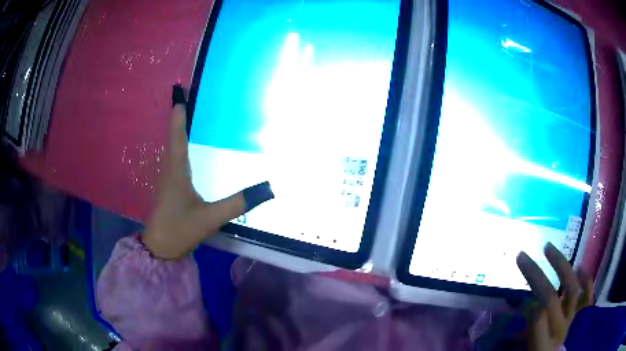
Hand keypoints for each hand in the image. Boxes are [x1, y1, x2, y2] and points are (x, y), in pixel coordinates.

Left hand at [142, 101, 247, 259]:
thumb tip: (268, 189)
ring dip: (179, 130)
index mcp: (176, 171)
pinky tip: (188, 147)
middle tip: (189, 98)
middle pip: (173, 136)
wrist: (160, 248)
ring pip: (172, 147)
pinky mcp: (168, 187)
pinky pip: (174, 158)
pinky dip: (179, 145)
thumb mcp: (210, 217)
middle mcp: (169, 169)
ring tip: (190, 115)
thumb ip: (238, 203)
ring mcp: (167, 178)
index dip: (179, 115)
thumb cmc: (180, 230)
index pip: (177, 136)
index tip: (179, 94)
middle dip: (180, 117)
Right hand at [517, 243, 592, 350]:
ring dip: (560, 265)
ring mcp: (573, 320)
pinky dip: (586, 279)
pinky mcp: (582, 316)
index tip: (518, 302)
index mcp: (541, 345)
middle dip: (535, 275)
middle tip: (522, 257)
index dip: (526, 306)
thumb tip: (527, 309)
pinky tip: (579, 267)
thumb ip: (527, 336)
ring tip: (548, 249)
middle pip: (550, 298)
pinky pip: (587, 294)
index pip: (535, 319)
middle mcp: (560, 329)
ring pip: (571, 288)